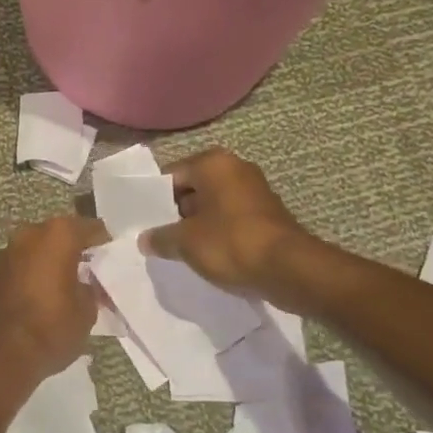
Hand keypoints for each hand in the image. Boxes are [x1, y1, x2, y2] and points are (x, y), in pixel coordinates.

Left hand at [0, 214, 107, 404]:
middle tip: (88, 268)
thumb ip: (91, 288)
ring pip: (36, 247)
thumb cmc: (51, 329)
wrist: (0, 357)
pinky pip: (19, 264)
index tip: (110, 256)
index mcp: (57, 236)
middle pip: (58, 233)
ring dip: (49, 259)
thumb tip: (87, 282)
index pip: (89, 228)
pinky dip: (30, 272)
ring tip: (63, 282)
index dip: (103, 241)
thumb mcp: (87, 311)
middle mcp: (29, 234)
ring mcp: (5, 251)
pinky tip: (39, 293)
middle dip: (73, 248)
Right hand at [142, 149, 309, 296]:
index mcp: (213, 163)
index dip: (154, 199)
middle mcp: (235, 168)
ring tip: (179, 249)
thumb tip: (144, 239)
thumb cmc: (231, 243)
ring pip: (213, 205)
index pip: (172, 175)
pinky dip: (219, 233)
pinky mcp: (268, 214)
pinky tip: (208, 255)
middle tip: (158, 236)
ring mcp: (255, 190)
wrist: (289, 269)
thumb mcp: (186, 242)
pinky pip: (232, 219)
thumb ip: (161, 238)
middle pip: (194, 188)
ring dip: (198, 224)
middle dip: (176, 212)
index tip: (143, 221)